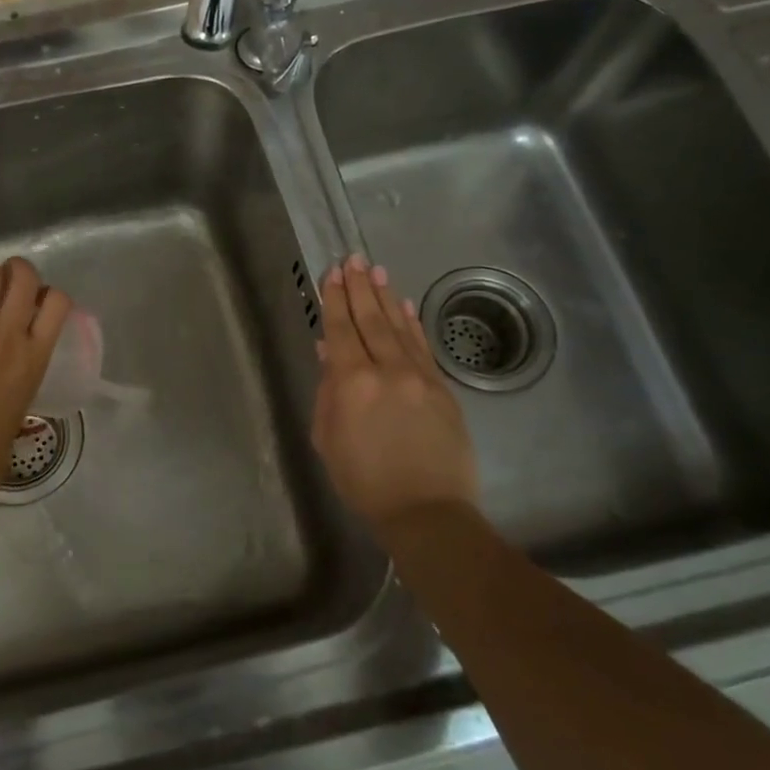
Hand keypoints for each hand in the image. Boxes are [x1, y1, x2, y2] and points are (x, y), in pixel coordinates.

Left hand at [0, 256, 71, 502]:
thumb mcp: (22, 401)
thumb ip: (22, 368)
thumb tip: (13, 355)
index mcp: (35, 357)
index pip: (57, 301)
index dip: (46, 293)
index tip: (33, 301)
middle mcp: (8, 335)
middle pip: (23, 275)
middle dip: (15, 271)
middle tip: (3, 282)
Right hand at [311, 254, 481, 531]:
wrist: (426, 511)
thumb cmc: (364, 481)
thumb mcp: (328, 439)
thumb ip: (327, 392)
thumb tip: (328, 353)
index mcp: (351, 383)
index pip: (341, 331)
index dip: (335, 300)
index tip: (332, 273)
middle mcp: (386, 370)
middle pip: (370, 320)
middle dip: (359, 288)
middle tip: (353, 259)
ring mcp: (419, 377)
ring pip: (398, 328)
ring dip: (386, 297)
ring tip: (376, 271)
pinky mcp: (442, 388)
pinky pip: (423, 347)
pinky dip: (412, 324)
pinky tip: (405, 306)